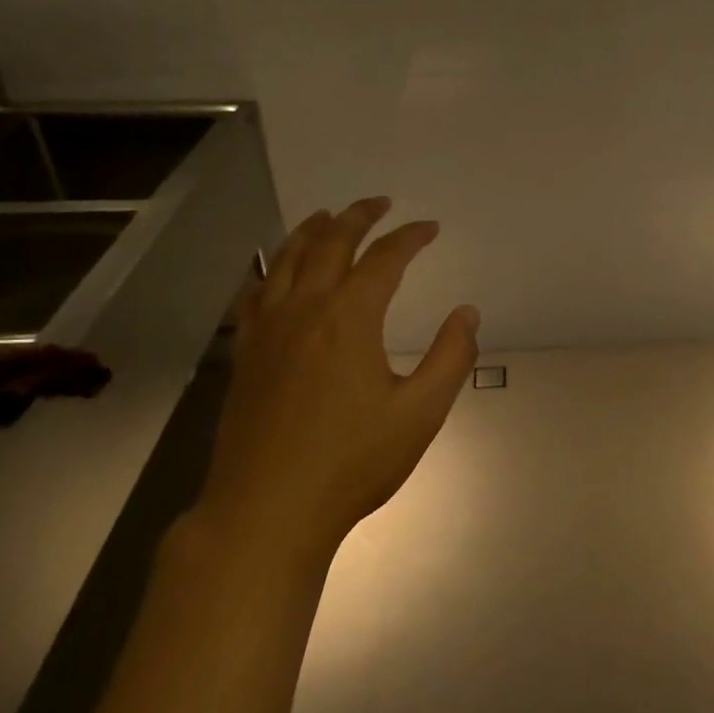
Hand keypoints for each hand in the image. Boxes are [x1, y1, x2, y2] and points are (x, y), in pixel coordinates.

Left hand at [195, 198, 479, 570]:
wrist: (268, 509)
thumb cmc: (353, 462)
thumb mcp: (421, 413)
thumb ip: (450, 357)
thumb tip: (467, 312)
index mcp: (349, 319)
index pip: (384, 259)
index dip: (409, 237)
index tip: (429, 227)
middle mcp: (304, 311)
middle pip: (328, 245)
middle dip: (357, 217)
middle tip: (379, 203)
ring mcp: (267, 332)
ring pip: (285, 262)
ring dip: (309, 232)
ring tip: (326, 216)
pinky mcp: (246, 356)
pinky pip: (256, 295)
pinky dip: (271, 271)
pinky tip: (276, 274)